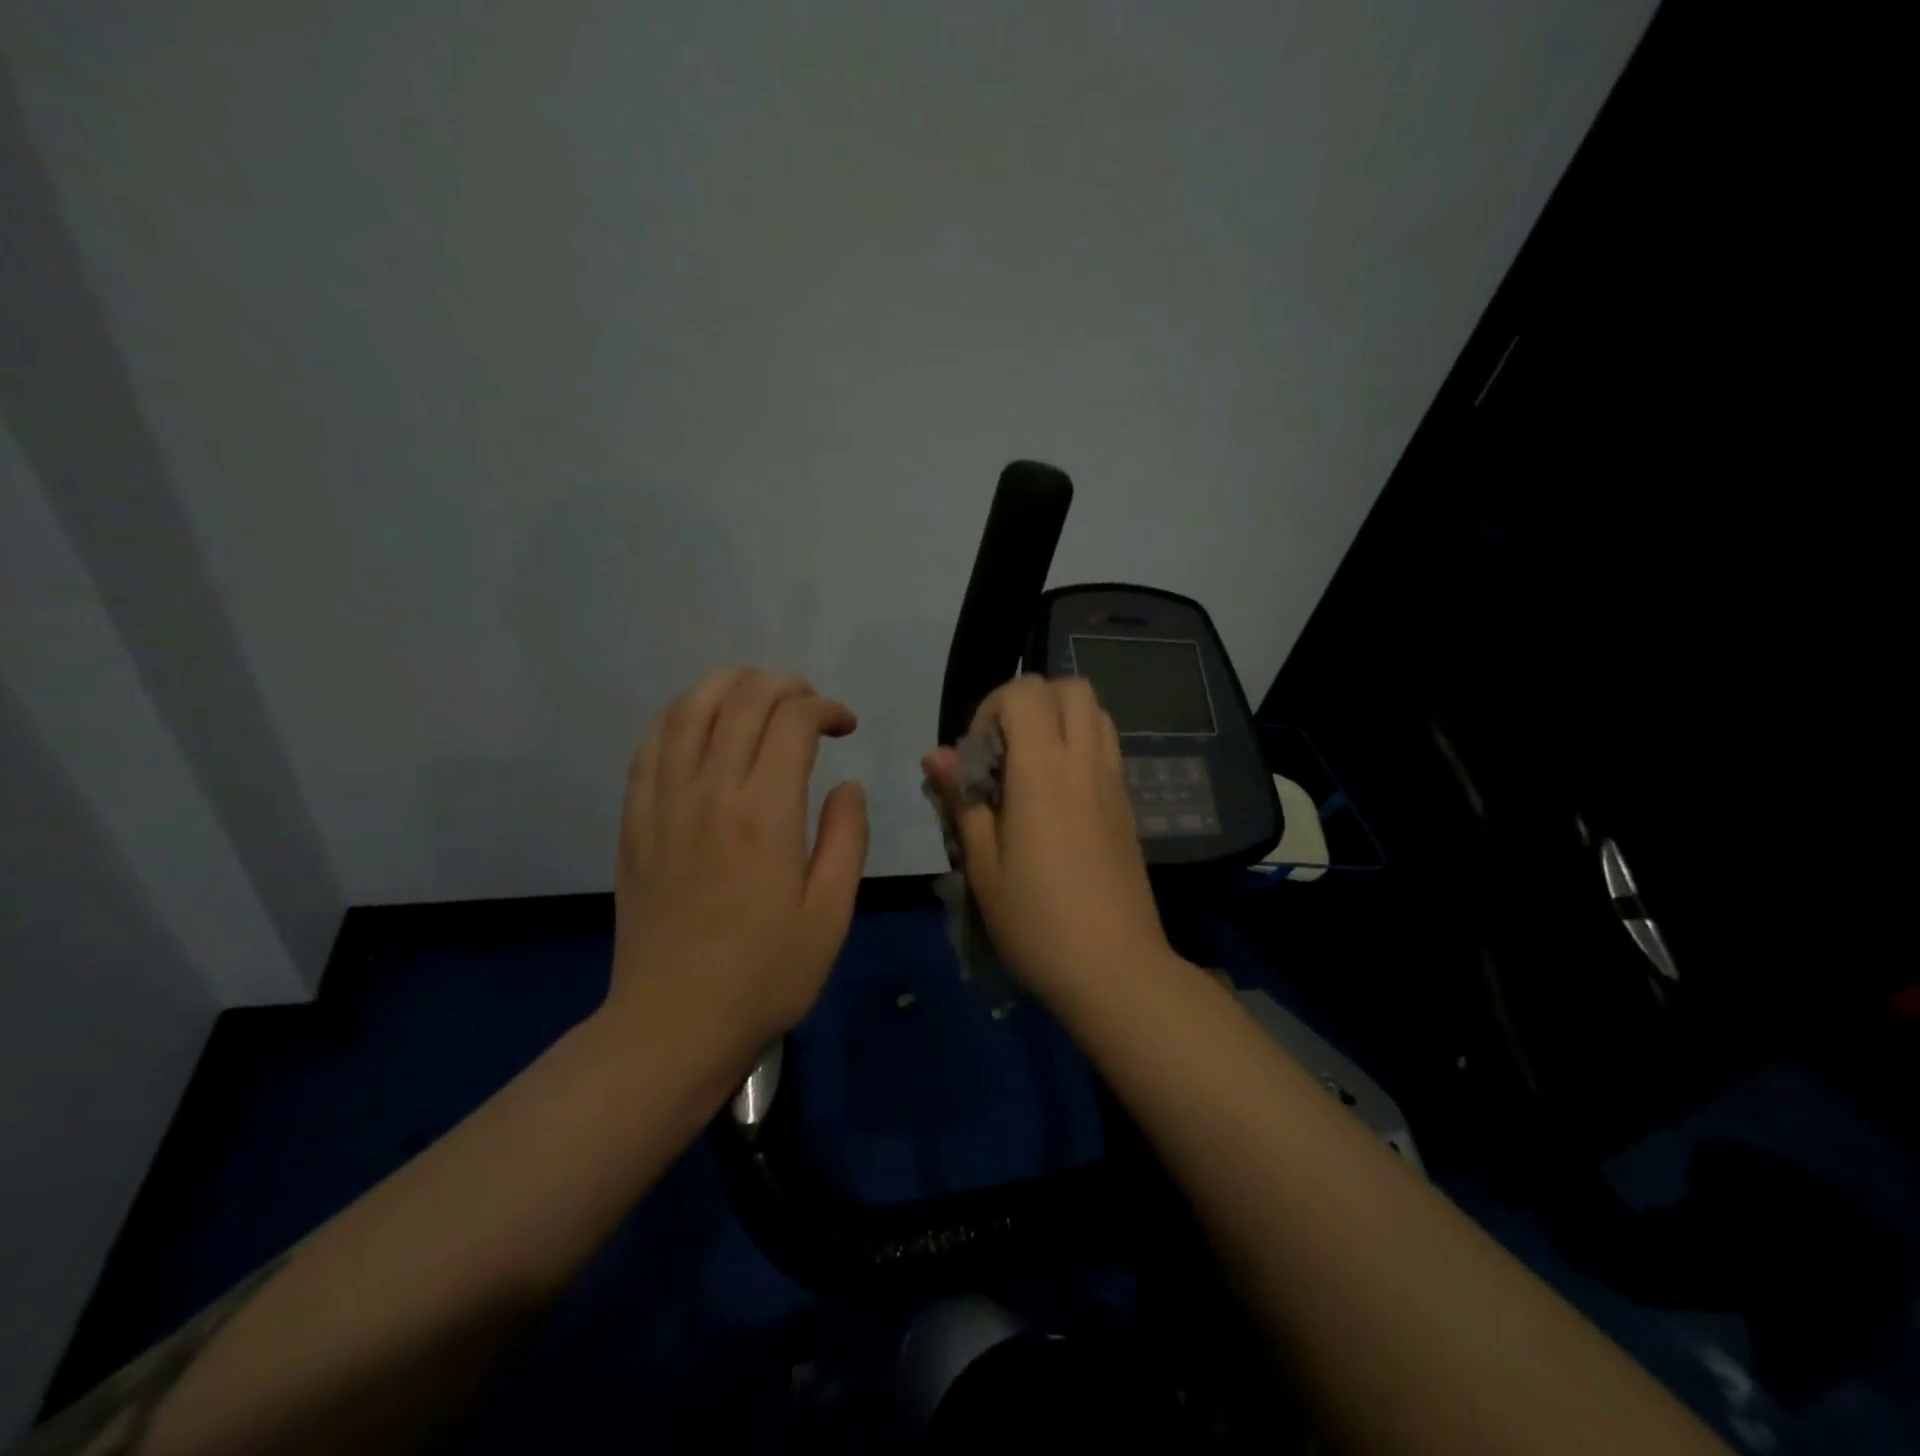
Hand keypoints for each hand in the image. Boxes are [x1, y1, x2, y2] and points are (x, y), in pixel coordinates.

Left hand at [610, 667, 868, 1072]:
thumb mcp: (830, 915)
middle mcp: (709, 792)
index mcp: (764, 813)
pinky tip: (699, 722)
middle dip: (784, 685)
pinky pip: (650, 745)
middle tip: (810, 704)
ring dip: (728, 685)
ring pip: (688, 709)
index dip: (825, 708)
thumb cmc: (765, 975)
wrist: (672, 1024)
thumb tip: (846, 786)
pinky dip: (679, 715)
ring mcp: (663, 802)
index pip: (792, 720)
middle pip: (742, 699)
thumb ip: (845, 839)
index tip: (845, 727)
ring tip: (757, 695)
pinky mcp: (635, 821)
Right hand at [923, 676, 1172, 1005]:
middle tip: (1004, 750)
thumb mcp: (983, 864)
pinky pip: (1107, 747)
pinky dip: (1081, 745)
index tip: (976, 756)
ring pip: (1096, 712)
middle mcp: (1086, 762)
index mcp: (1044, 771)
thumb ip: (961, 799)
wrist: (1115, 969)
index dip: (992, 708)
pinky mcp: (1128, 805)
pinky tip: (1058, 796)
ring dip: (1060, 719)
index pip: (1026, 693)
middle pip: (1071, 687)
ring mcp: (1114, 782)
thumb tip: (936, 754)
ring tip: (1031, 766)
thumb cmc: (1036, 921)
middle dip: (1030, 701)